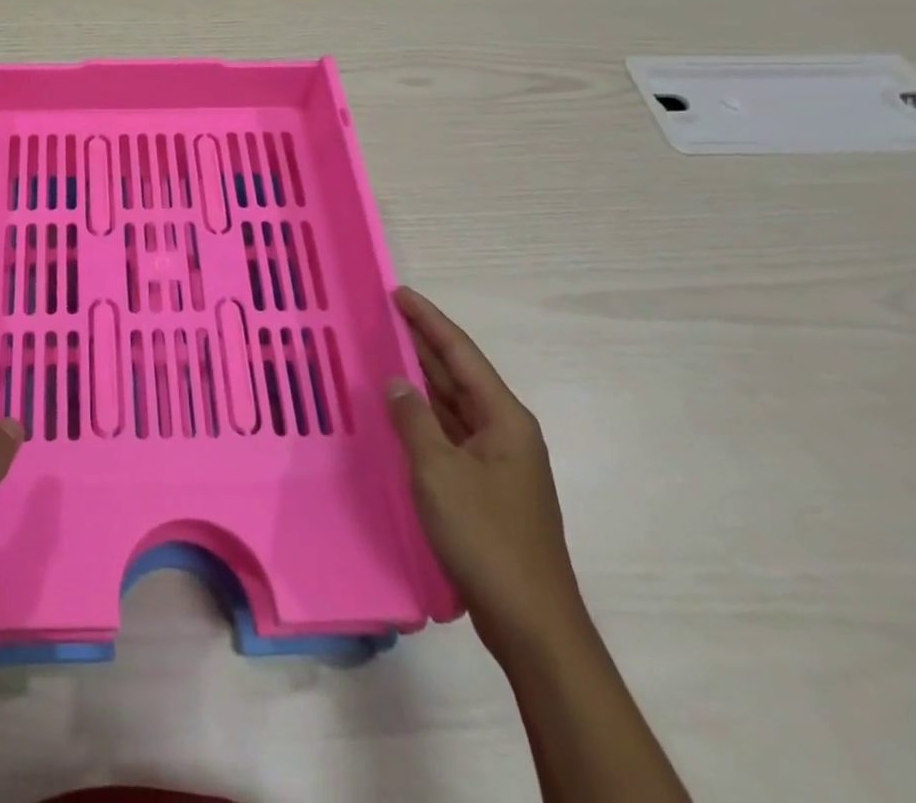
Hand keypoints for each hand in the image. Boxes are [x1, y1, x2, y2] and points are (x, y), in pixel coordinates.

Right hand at [386, 287, 585, 660]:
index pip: (461, 353)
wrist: (531, 621)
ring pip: (453, 404)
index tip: (398, 293)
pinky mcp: (485, 486)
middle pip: (459, 374)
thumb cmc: (486, 537)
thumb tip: (397, 382)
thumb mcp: (439, 472)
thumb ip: (413, 420)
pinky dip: (424, 415)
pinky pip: (450, 433)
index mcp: (504, 418)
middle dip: (423, 343)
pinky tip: (400, 411)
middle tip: (384, 315)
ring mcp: (497, 460)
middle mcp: (504, 431)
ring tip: (385, 351)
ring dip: (422, 378)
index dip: (428, 320)